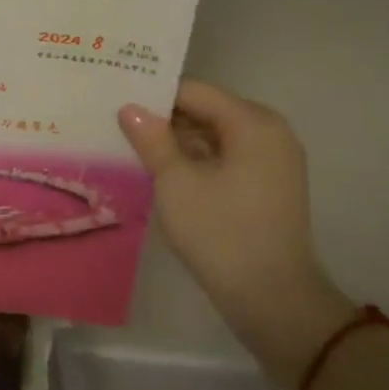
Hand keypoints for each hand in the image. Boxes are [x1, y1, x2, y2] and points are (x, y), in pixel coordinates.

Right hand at [118, 80, 353, 387]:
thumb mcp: (175, 181)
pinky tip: (161, 172)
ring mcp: (272, 161)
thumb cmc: (221, 232)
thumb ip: (151, 139)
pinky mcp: (268, 186)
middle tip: (116, 124)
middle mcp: (270, 133)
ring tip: (131, 147)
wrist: (271, 298)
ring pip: (214, 136)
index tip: (115, 102)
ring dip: (177, 141)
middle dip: (164, 118)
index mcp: (253, 123)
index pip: (194, 91)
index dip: (153, 95)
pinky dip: (195, 160)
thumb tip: (130, 107)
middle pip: (206, 110)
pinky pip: (225, 158)